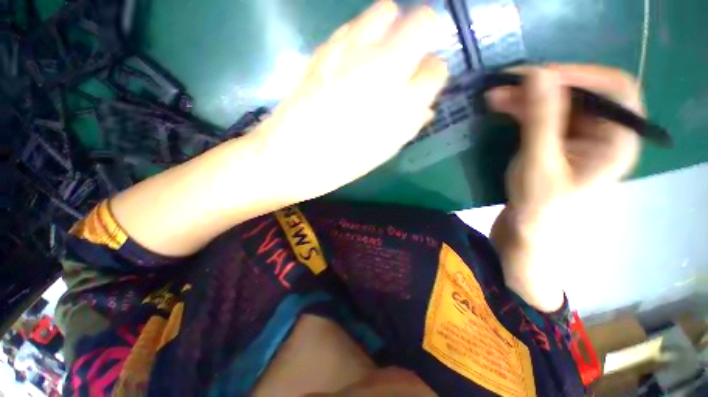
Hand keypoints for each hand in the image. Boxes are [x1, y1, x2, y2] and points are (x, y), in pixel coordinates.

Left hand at [253, 1, 447, 201]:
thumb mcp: (383, 150)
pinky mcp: (325, 47)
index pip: (436, 69)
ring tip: (379, 57)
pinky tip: (353, 60)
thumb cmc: (342, 162)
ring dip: (391, 30)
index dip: (432, 75)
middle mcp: (383, 65)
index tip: (422, 84)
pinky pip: (353, 26)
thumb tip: (424, 106)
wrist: (291, 155)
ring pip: (386, 11)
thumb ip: (410, 123)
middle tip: (407, 62)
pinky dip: (362, 36)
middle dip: (422, 38)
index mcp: (401, 101)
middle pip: (422, 21)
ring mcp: (352, 49)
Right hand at [489, 65, 642, 311]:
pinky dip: (523, 111)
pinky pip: (543, 118)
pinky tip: (504, 110)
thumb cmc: (539, 211)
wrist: (526, 239)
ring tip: (495, 97)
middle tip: (504, 86)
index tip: (536, 76)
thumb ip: (542, 120)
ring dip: (527, 98)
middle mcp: (603, 135)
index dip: (578, 75)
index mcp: (616, 142)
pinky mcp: (555, 147)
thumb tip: (537, 74)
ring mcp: (577, 141)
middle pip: (580, 95)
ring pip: (558, 105)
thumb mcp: (540, 165)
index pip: (612, 89)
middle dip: (542, 87)